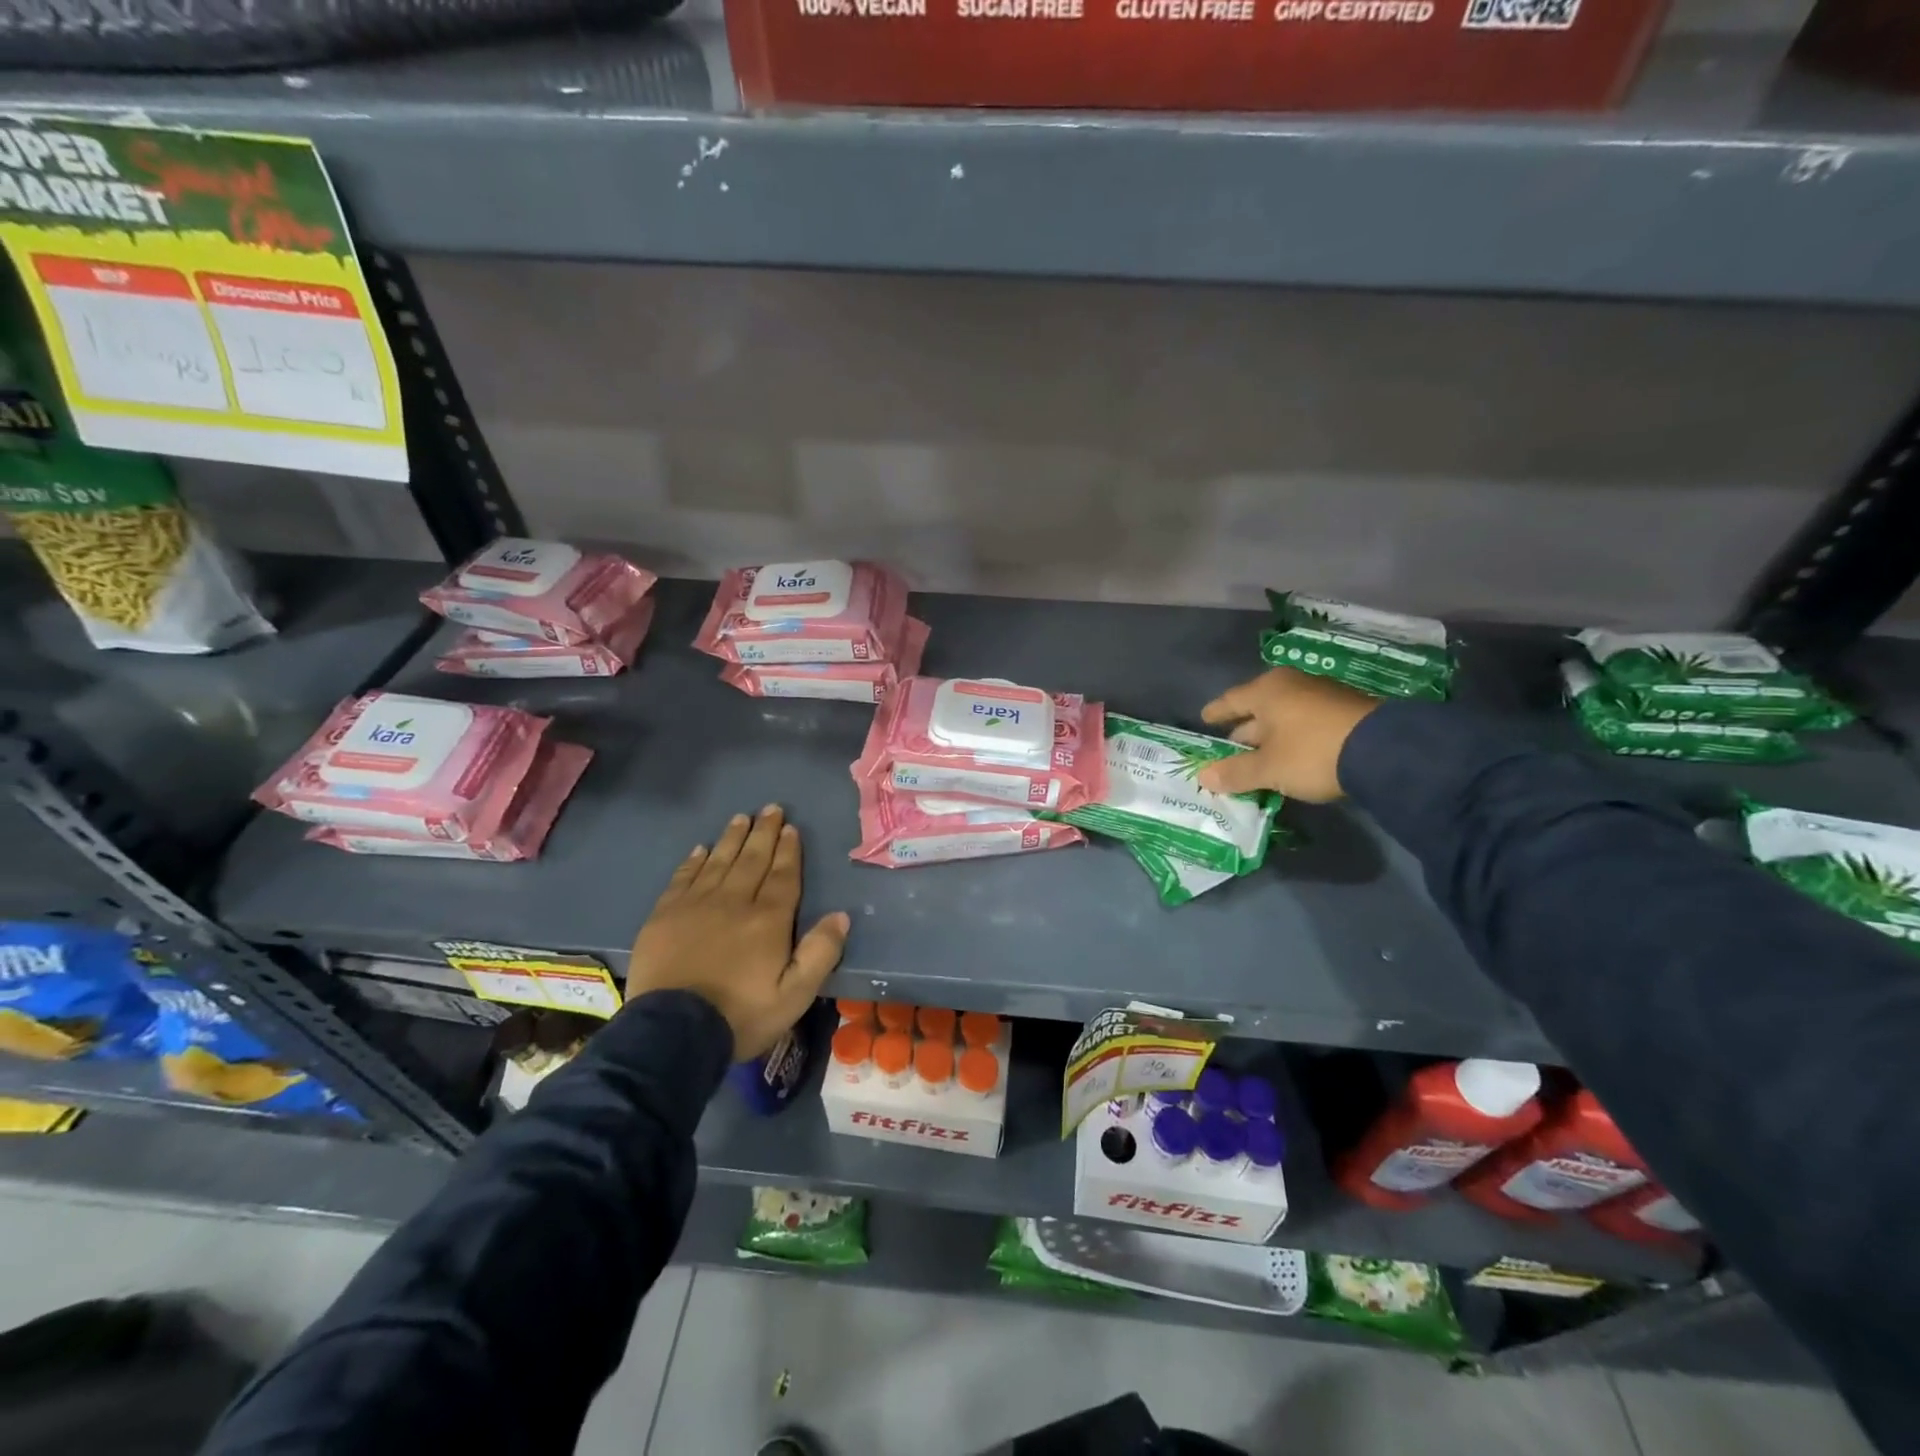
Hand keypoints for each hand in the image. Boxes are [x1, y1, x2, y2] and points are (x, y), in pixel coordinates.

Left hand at [626, 805, 849, 1060]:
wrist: (672, 1033)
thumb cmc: (740, 1016)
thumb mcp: (794, 996)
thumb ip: (820, 954)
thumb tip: (841, 916)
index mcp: (768, 920)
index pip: (783, 876)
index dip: (789, 851)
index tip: (792, 828)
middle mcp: (734, 902)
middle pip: (752, 859)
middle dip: (764, 833)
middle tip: (771, 808)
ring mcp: (695, 906)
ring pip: (718, 862)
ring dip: (732, 838)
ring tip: (741, 817)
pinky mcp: (664, 916)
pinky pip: (683, 878)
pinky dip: (694, 861)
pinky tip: (701, 849)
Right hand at [1195, 668, 1381, 802]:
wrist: (1385, 750)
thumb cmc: (1312, 752)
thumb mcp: (1269, 768)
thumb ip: (1235, 772)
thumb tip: (1203, 776)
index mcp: (1267, 690)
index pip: (1231, 700)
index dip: (1216, 712)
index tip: (1204, 719)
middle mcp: (1292, 685)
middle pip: (1258, 709)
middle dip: (1243, 730)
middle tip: (1228, 749)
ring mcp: (1321, 696)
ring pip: (1284, 717)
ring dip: (1270, 738)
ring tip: (1259, 758)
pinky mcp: (1345, 711)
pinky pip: (1305, 724)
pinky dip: (1293, 739)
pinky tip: (1290, 757)